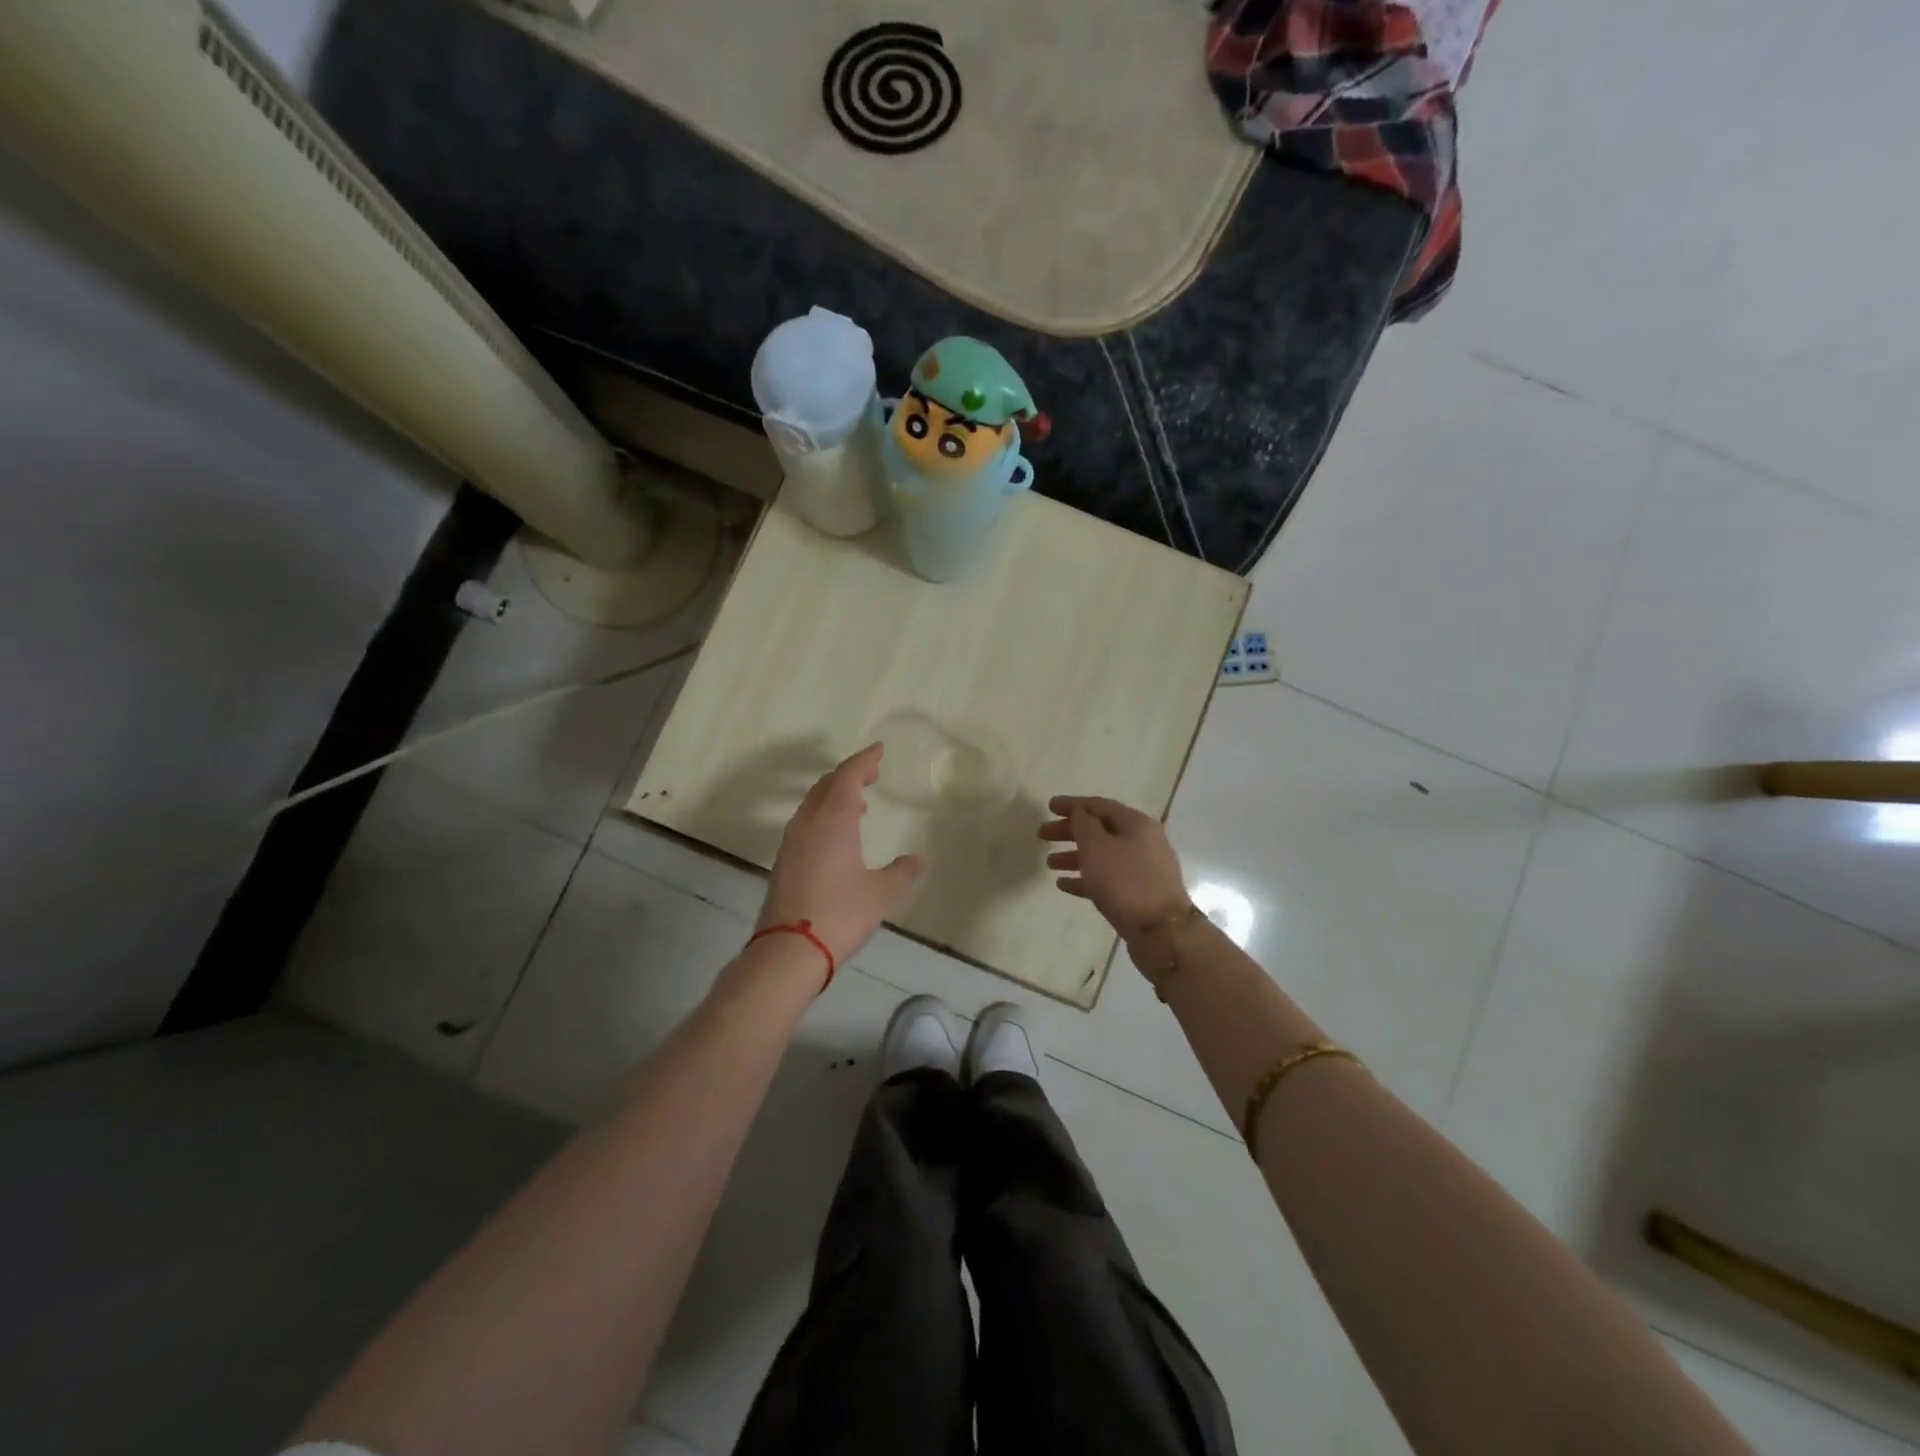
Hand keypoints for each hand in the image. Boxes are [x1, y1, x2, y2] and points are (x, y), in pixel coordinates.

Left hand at [757, 743, 924, 964]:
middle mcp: (809, 822)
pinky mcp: (784, 860)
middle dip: (850, 773)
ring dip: (835, 794)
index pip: (848, 775)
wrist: (788, 950)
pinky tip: (838, 834)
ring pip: (813, 803)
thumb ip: (902, 871)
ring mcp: (792, 840)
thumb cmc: (841, 914)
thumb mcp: (881, 893)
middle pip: (827, 784)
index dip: (864, 759)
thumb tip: (918, 859)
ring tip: (858, 802)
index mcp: (834, 819)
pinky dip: (824, 814)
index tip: (879, 750)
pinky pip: (806, 821)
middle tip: (872, 772)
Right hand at [1039, 795, 1189, 939]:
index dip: (1072, 804)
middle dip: (1070, 831)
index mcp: (1136, 824)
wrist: (1161, 932)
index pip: (1099, 805)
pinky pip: (1107, 879)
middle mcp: (1142, 842)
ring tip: (1049, 863)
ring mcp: (1142, 869)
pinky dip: (1085, 878)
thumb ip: (1083, 825)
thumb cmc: (1125, 882)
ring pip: (1102, 856)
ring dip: (1074, 856)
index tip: (1048, 807)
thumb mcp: (1097, 847)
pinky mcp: (1138, 894)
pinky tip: (1064, 885)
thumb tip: (1079, 812)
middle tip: (1043, 835)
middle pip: (1100, 830)